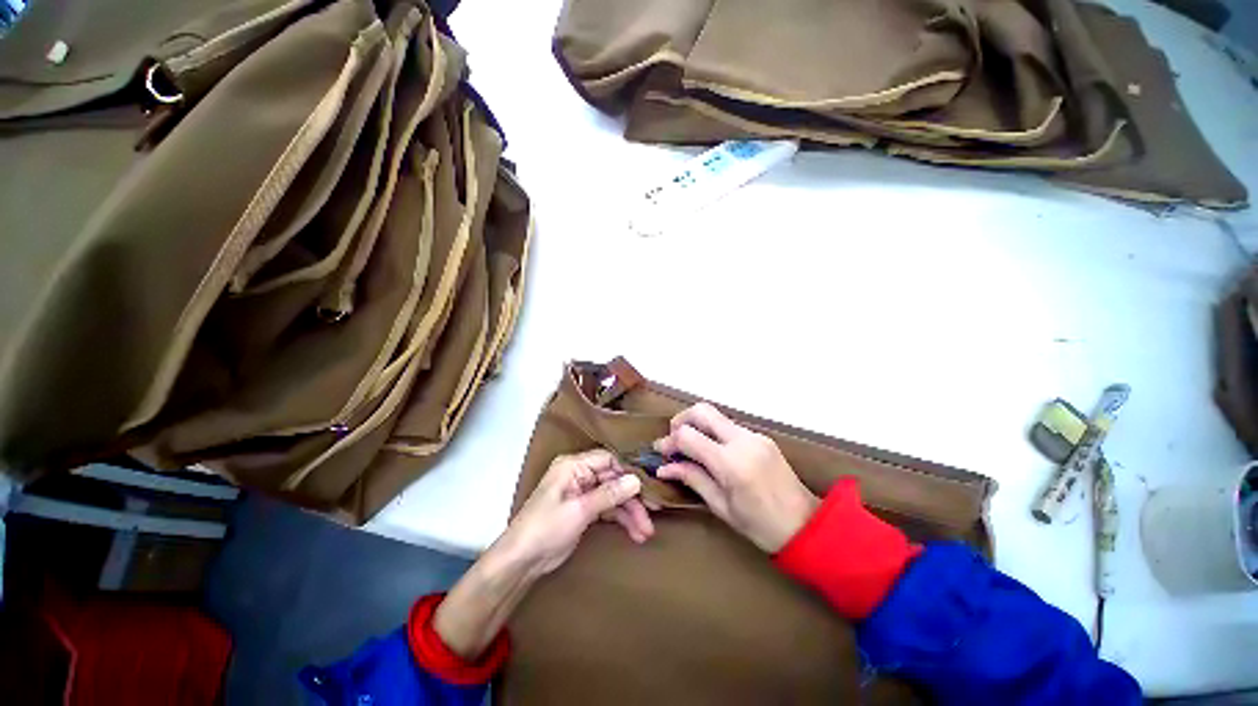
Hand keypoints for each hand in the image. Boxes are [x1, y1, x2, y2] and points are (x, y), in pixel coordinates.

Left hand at [433, 450, 651, 659]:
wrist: (520, 562)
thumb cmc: (545, 529)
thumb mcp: (579, 511)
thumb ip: (609, 494)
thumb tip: (636, 480)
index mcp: (573, 466)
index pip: (608, 460)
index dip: (628, 471)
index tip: (648, 486)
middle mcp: (579, 475)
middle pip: (613, 480)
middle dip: (632, 498)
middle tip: (651, 515)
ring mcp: (582, 493)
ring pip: (613, 496)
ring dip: (630, 513)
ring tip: (646, 532)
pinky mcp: (584, 510)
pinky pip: (607, 509)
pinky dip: (620, 520)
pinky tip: (635, 533)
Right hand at [656, 403, 817, 552]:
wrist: (807, 526)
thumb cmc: (761, 526)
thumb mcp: (721, 507)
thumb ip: (692, 479)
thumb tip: (664, 468)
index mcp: (731, 463)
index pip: (688, 435)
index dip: (669, 442)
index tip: (661, 453)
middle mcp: (742, 440)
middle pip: (702, 410)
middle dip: (681, 419)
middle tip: (674, 439)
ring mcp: (754, 435)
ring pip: (716, 416)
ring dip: (698, 426)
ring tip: (690, 448)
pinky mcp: (762, 437)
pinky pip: (730, 426)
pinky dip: (714, 433)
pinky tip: (712, 452)